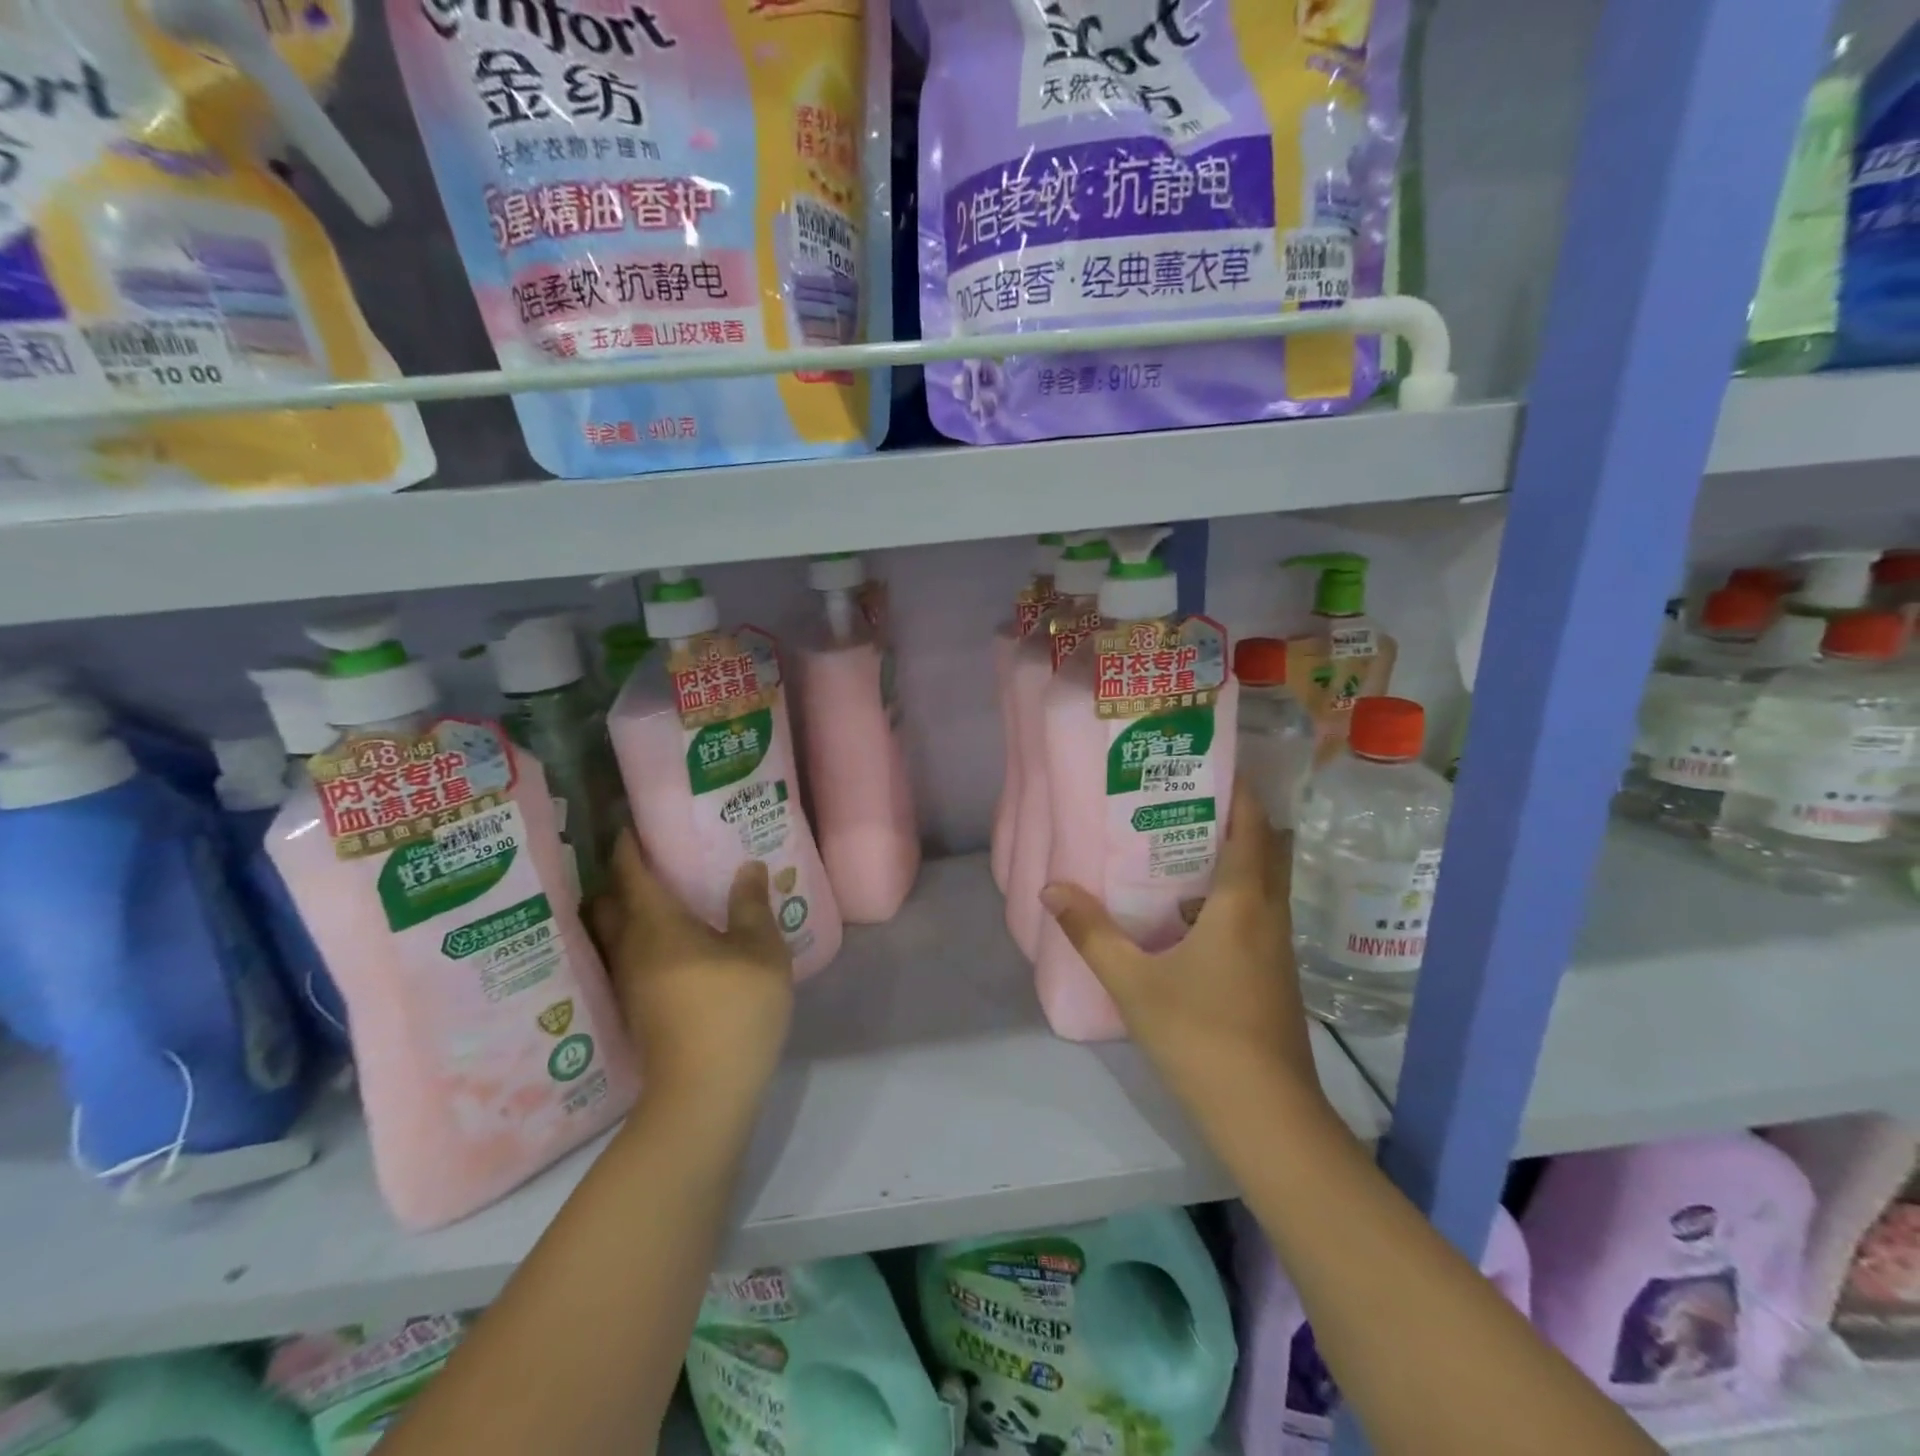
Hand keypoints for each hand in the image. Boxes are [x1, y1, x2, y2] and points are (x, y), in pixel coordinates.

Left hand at [590, 833, 793, 1107]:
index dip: (626, 847)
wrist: (705, 1091)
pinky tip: (664, 947)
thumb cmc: (735, 1007)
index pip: (630, 874)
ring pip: (611, 935)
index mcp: (657, 924)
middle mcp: (630, 948)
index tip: (628, 826)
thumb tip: (748, 867)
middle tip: (642, 862)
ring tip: (653, 899)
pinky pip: (624, 959)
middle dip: (615, 880)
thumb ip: (751, 905)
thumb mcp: (760, 949)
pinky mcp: (636, 1010)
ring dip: (622, 913)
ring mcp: (628, 983)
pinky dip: (635, 941)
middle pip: (606, 904)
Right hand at [1041, 780, 1325, 1121]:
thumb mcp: (1135, 984)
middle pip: (1265, 849)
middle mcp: (1269, 915)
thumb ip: (1091, 933)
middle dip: (1234, 817)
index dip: (1239, 790)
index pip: (1253, 827)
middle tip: (1185, 799)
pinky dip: (1230, 896)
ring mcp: (1277, 948)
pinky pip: (1256, 914)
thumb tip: (1050, 889)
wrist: (1267, 1117)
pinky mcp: (1274, 975)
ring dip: (1233, 858)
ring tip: (1180, 844)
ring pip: (1263, 884)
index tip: (1211, 762)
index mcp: (1244, 903)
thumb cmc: (1201, 1037)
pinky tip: (1188, 913)